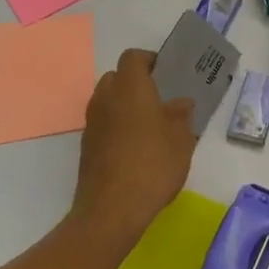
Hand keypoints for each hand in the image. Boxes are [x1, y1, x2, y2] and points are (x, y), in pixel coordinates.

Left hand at [72, 49, 195, 248]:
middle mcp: (105, 98)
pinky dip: (117, 127)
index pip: (133, 57)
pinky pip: (103, 124)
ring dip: (125, 106)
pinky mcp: (86, 147)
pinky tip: (136, 149)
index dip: (150, 60)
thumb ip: (181, 114)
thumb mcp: (182, 138)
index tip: (166, 73)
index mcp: (130, 87)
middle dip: (136, 83)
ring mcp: (92, 124)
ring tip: (150, 126)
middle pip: (116, 77)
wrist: (111, 210)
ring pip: (108, 101)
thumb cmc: (153, 164)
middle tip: (159, 99)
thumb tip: (180, 103)